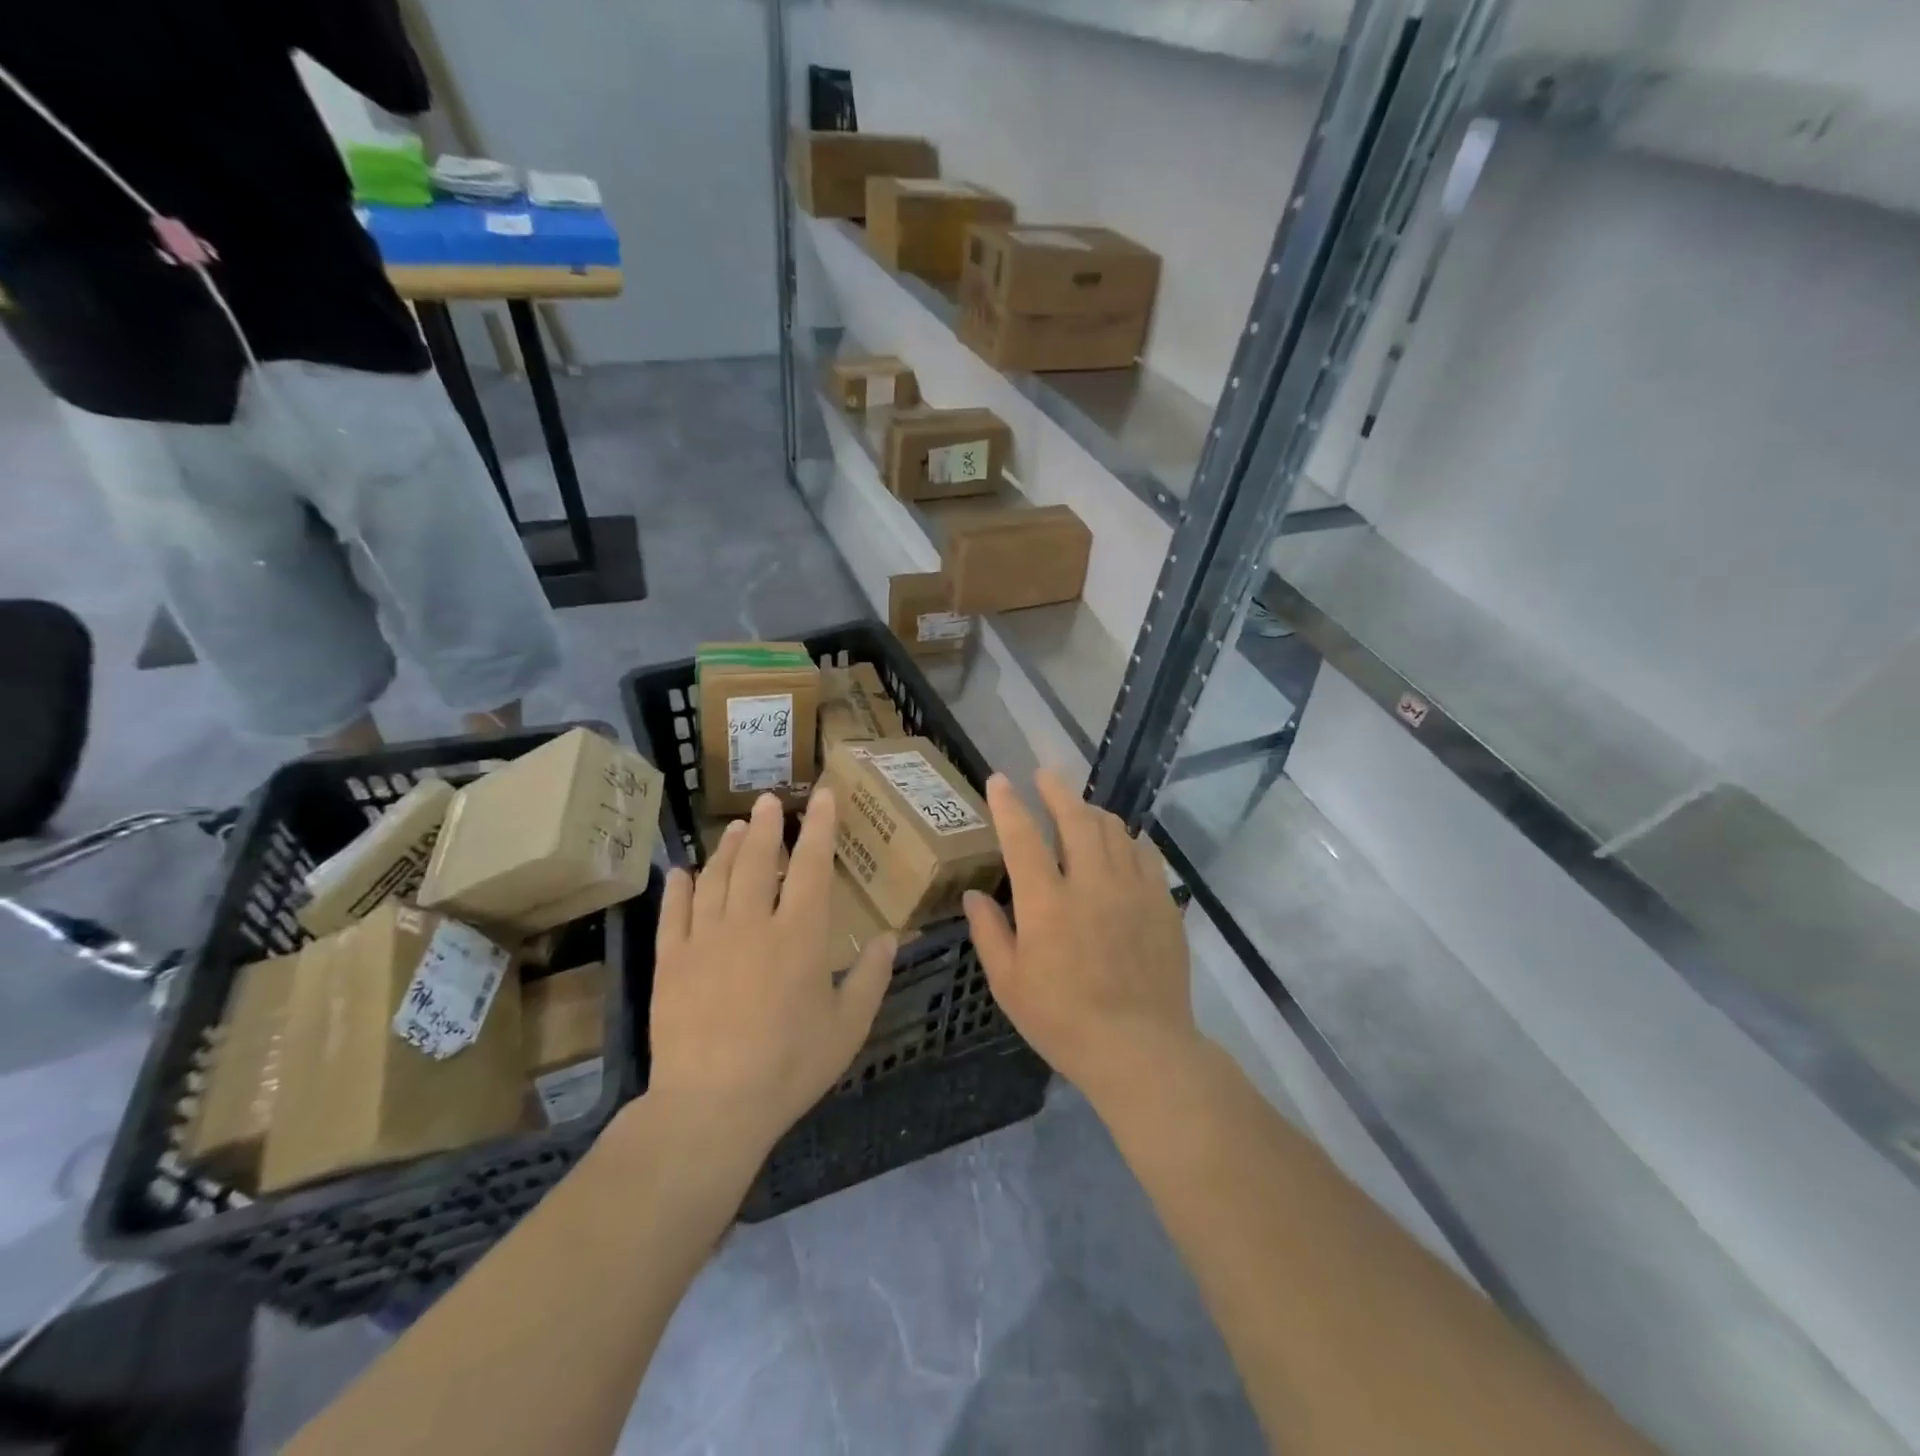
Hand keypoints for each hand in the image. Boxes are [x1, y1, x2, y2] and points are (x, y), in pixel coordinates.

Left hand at [648, 789, 894, 1159]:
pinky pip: (673, 914)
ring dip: (728, 848)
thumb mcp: (849, 1026)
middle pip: (757, 861)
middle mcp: (752, 923)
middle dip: (766, 826)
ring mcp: (705, 939)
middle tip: (767, 801)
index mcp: (800, 934)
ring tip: (736, 828)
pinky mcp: (671, 962)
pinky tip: (681, 873)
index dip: (819, 827)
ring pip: (715, 878)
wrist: (713, 1104)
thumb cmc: (791, 1065)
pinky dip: (678, 889)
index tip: (821, 796)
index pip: (811, 865)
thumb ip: (872, 976)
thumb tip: (890, 936)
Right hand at [964, 770, 1197, 1107]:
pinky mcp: (1162, 903)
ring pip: (1113, 829)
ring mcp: (1132, 890)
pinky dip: (1127, 839)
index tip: (1000, 780)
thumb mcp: (1009, 984)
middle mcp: (1091, 884)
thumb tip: (975, 894)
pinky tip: (1121, 843)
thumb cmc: (1064, 1021)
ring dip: (1092, 811)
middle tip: (1045, 775)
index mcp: (1047, 904)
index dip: (1009, 804)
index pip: (1023, 837)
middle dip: (1056, 790)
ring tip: (1079, 809)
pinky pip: (1145, 854)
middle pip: (1075, 818)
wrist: (1141, 1049)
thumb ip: (989, 933)